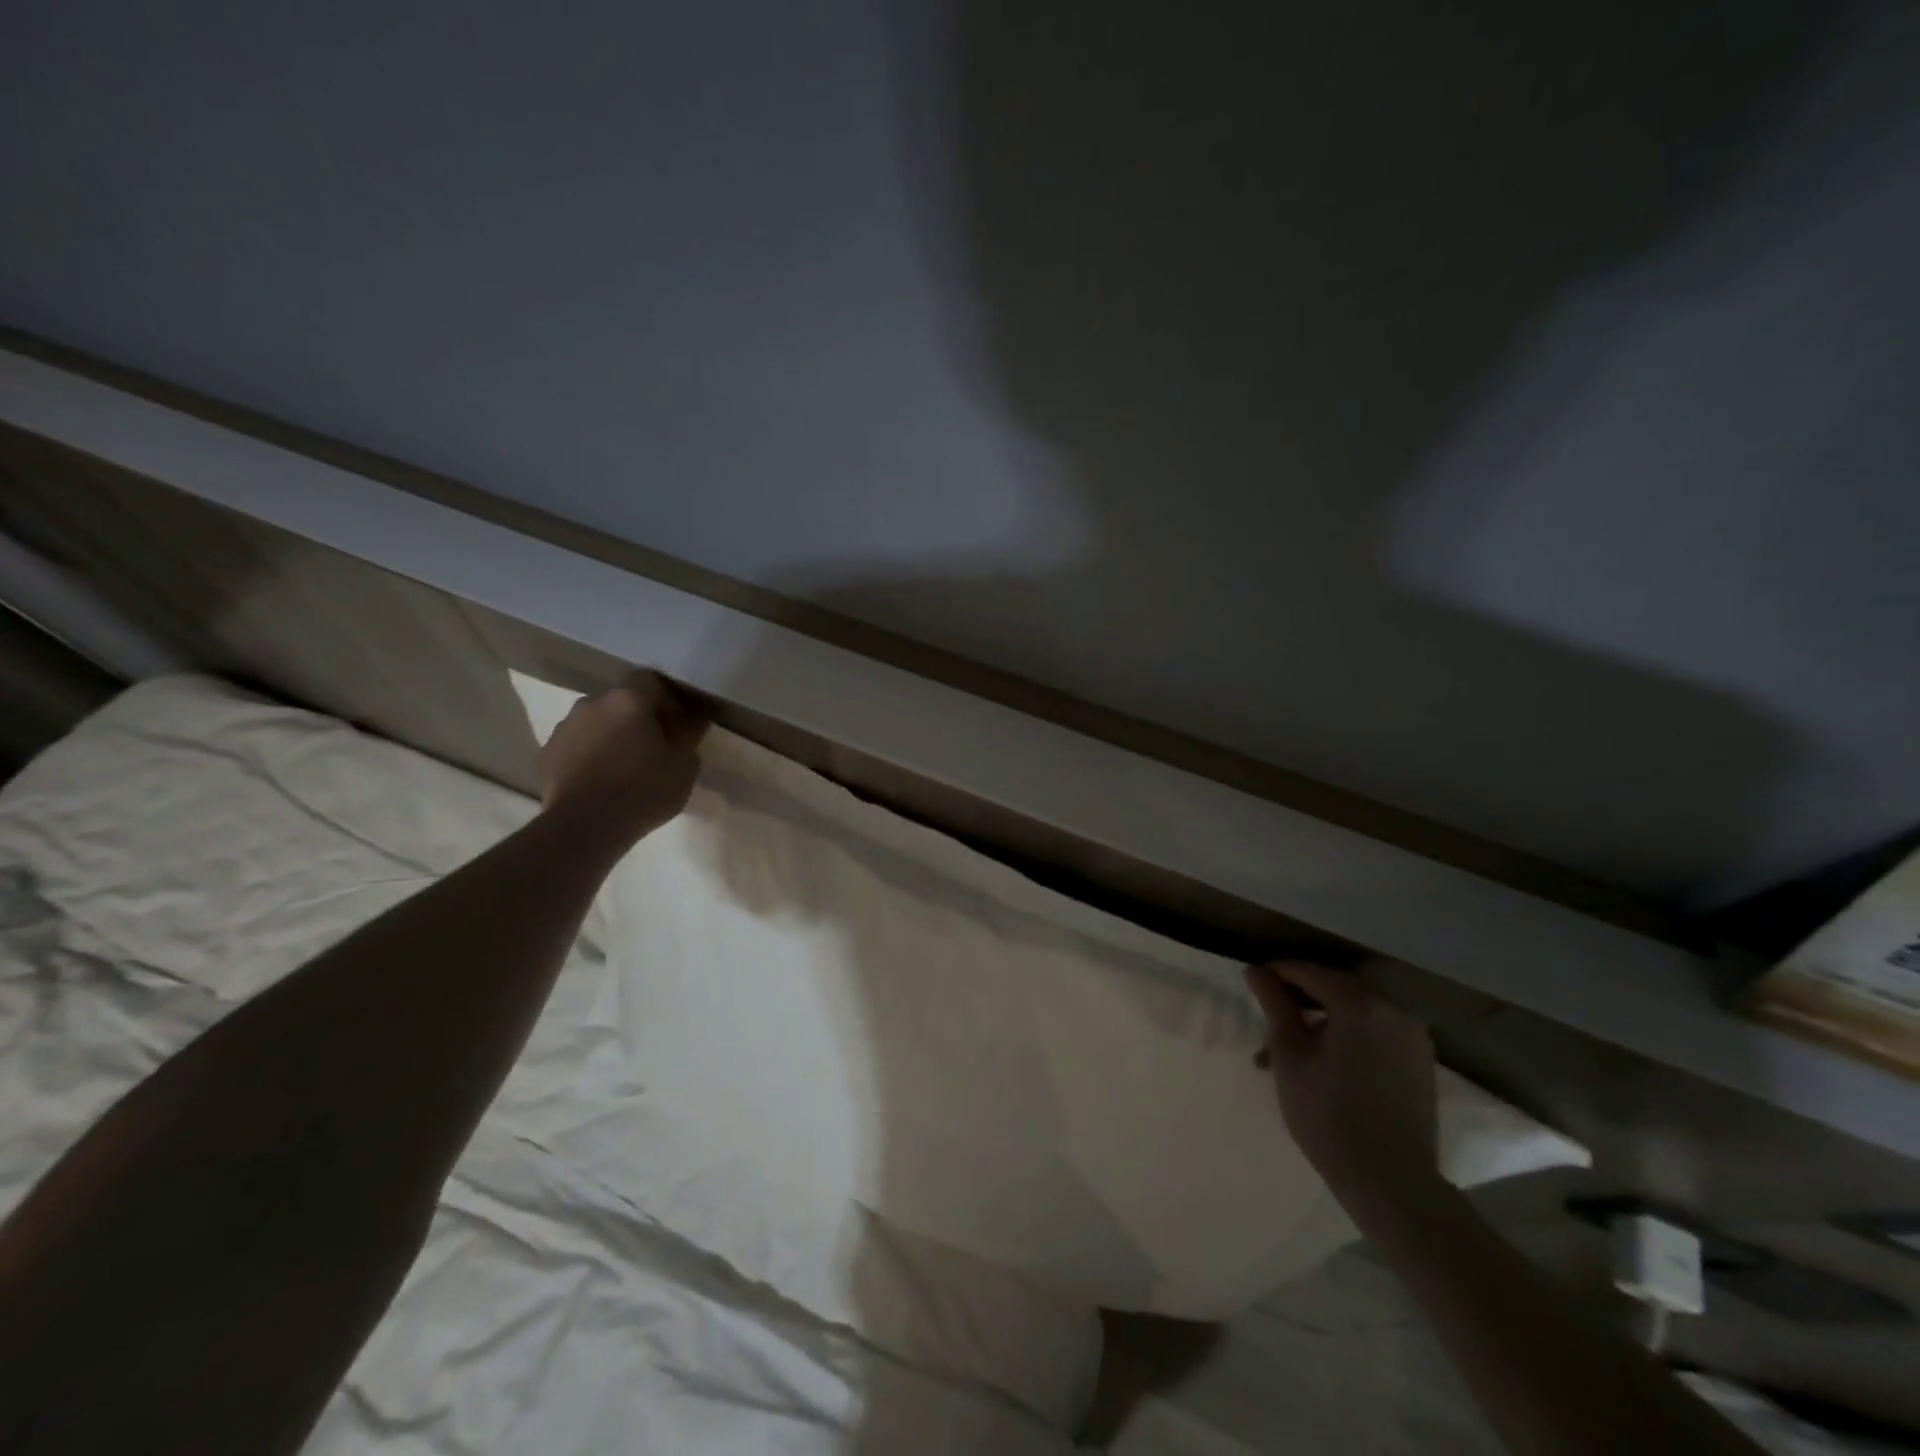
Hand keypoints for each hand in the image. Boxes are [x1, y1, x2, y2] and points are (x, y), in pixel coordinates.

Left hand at [537, 672, 707, 845]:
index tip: (678, 723)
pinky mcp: (545, 754)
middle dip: (637, 718)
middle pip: (621, 701)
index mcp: (629, 699)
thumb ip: (689, 735)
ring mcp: (564, 727)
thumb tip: (692, 719)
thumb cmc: (643, 790)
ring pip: (596, 723)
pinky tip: (599, 781)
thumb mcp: (684, 765)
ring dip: (610, 736)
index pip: (652, 680)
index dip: (668, 698)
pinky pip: (575, 746)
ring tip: (623, 767)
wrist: (584, 827)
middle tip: (653, 747)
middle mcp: (592, 703)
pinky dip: (588, 756)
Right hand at [1244, 961, 1438, 1210]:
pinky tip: (1326, 1067)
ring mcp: (1413, 1036)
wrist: (1392, 1184)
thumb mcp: (1290, 1057)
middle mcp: (1393, 1010)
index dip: (1277, 974)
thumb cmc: (1328, 1116)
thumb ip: (1275, 1006)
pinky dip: (1348, 1038)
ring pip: (1355, 1014)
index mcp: (1360, 1004)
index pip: (1309, 972)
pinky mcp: (1421, 1061)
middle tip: (1269, 1025)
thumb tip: (1256, 970)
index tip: (1252, 984)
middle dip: (1299, 1002)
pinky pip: (1376, 1033)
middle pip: (1335, 990)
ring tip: (1290, 1056)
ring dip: (1322, 1024)